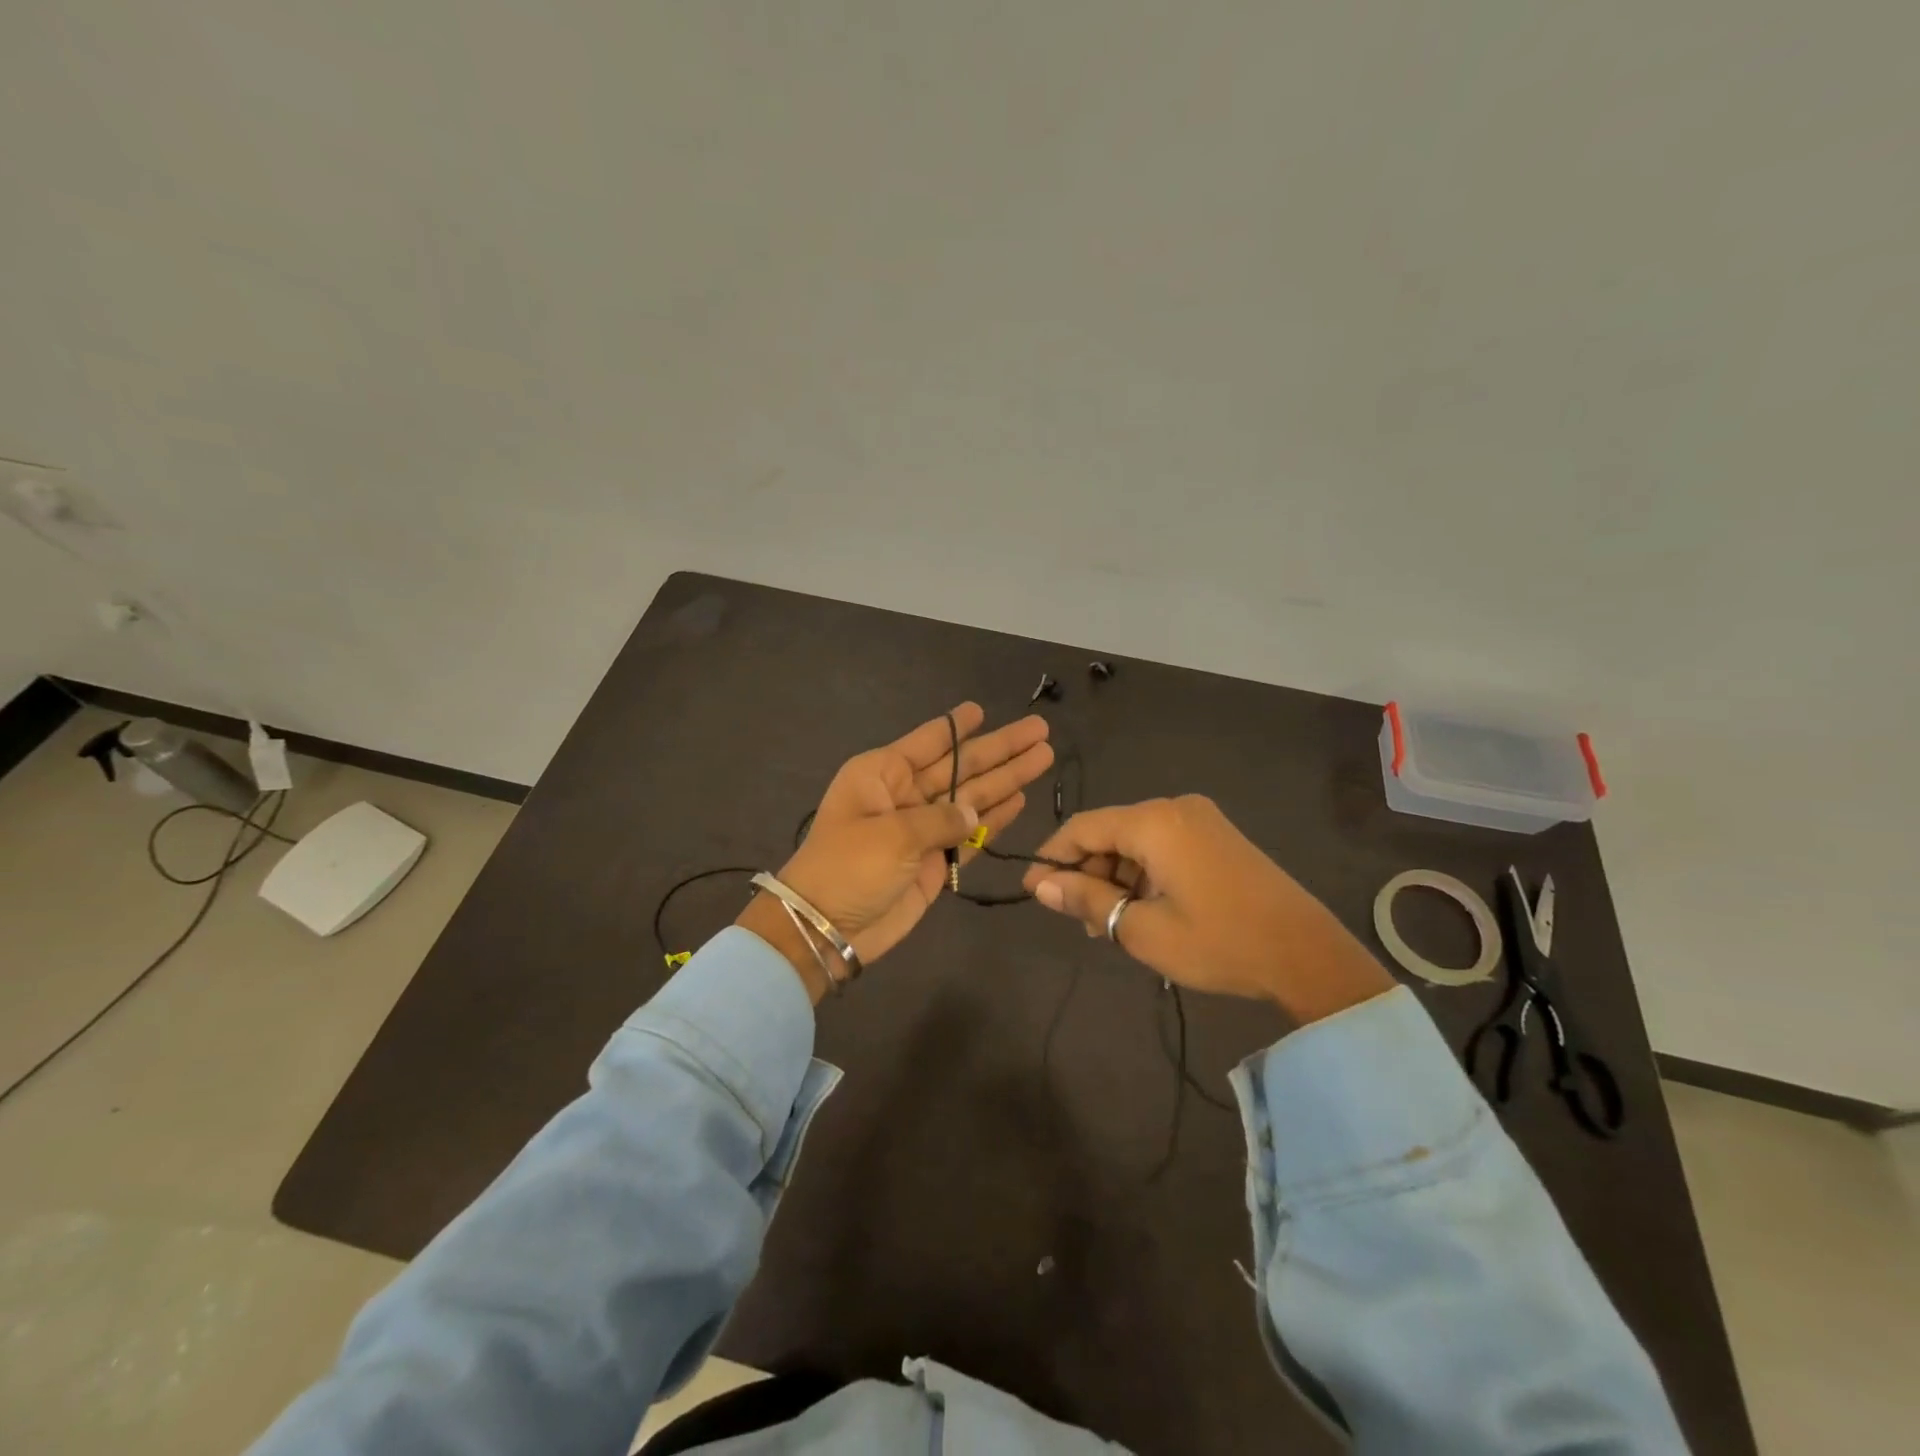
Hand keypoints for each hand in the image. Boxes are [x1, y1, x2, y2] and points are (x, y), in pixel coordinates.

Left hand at [739, 703, 1052, 1000]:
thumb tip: (974, 811)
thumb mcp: (892, 835)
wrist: (826, 929)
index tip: (982, 708)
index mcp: (883, 774)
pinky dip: (994, 819)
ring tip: (1043, 758)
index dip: (958, 726)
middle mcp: (904, 795)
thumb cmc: (848, 868)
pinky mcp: (934, 862)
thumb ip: (940, 819)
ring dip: (1007, 780)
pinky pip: (970, 834)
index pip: (928, 742)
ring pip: (972, 798)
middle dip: (1000, 750)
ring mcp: (921, 830)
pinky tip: (1020, 801)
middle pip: (961, 766)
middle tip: (1039, 730)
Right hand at [1020, 795, 1392, 1024]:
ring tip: (1110, 925)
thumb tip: (1042, 885)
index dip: (1053, 858)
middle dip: (1088, 872)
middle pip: (1109, 832)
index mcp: (1154, 821)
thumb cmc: (1219, 942)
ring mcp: (1200, 820)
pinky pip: (1163, 846)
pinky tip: (1142, 910)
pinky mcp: (1217, 837)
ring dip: (1115, 877)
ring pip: (1136, 841)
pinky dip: (1143, 874)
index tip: (1034, 892)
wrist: (1307, 955)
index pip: (1083, 827)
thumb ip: (1087, 899)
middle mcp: (1175, 808)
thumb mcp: (1142, 928)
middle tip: (1079, 920)